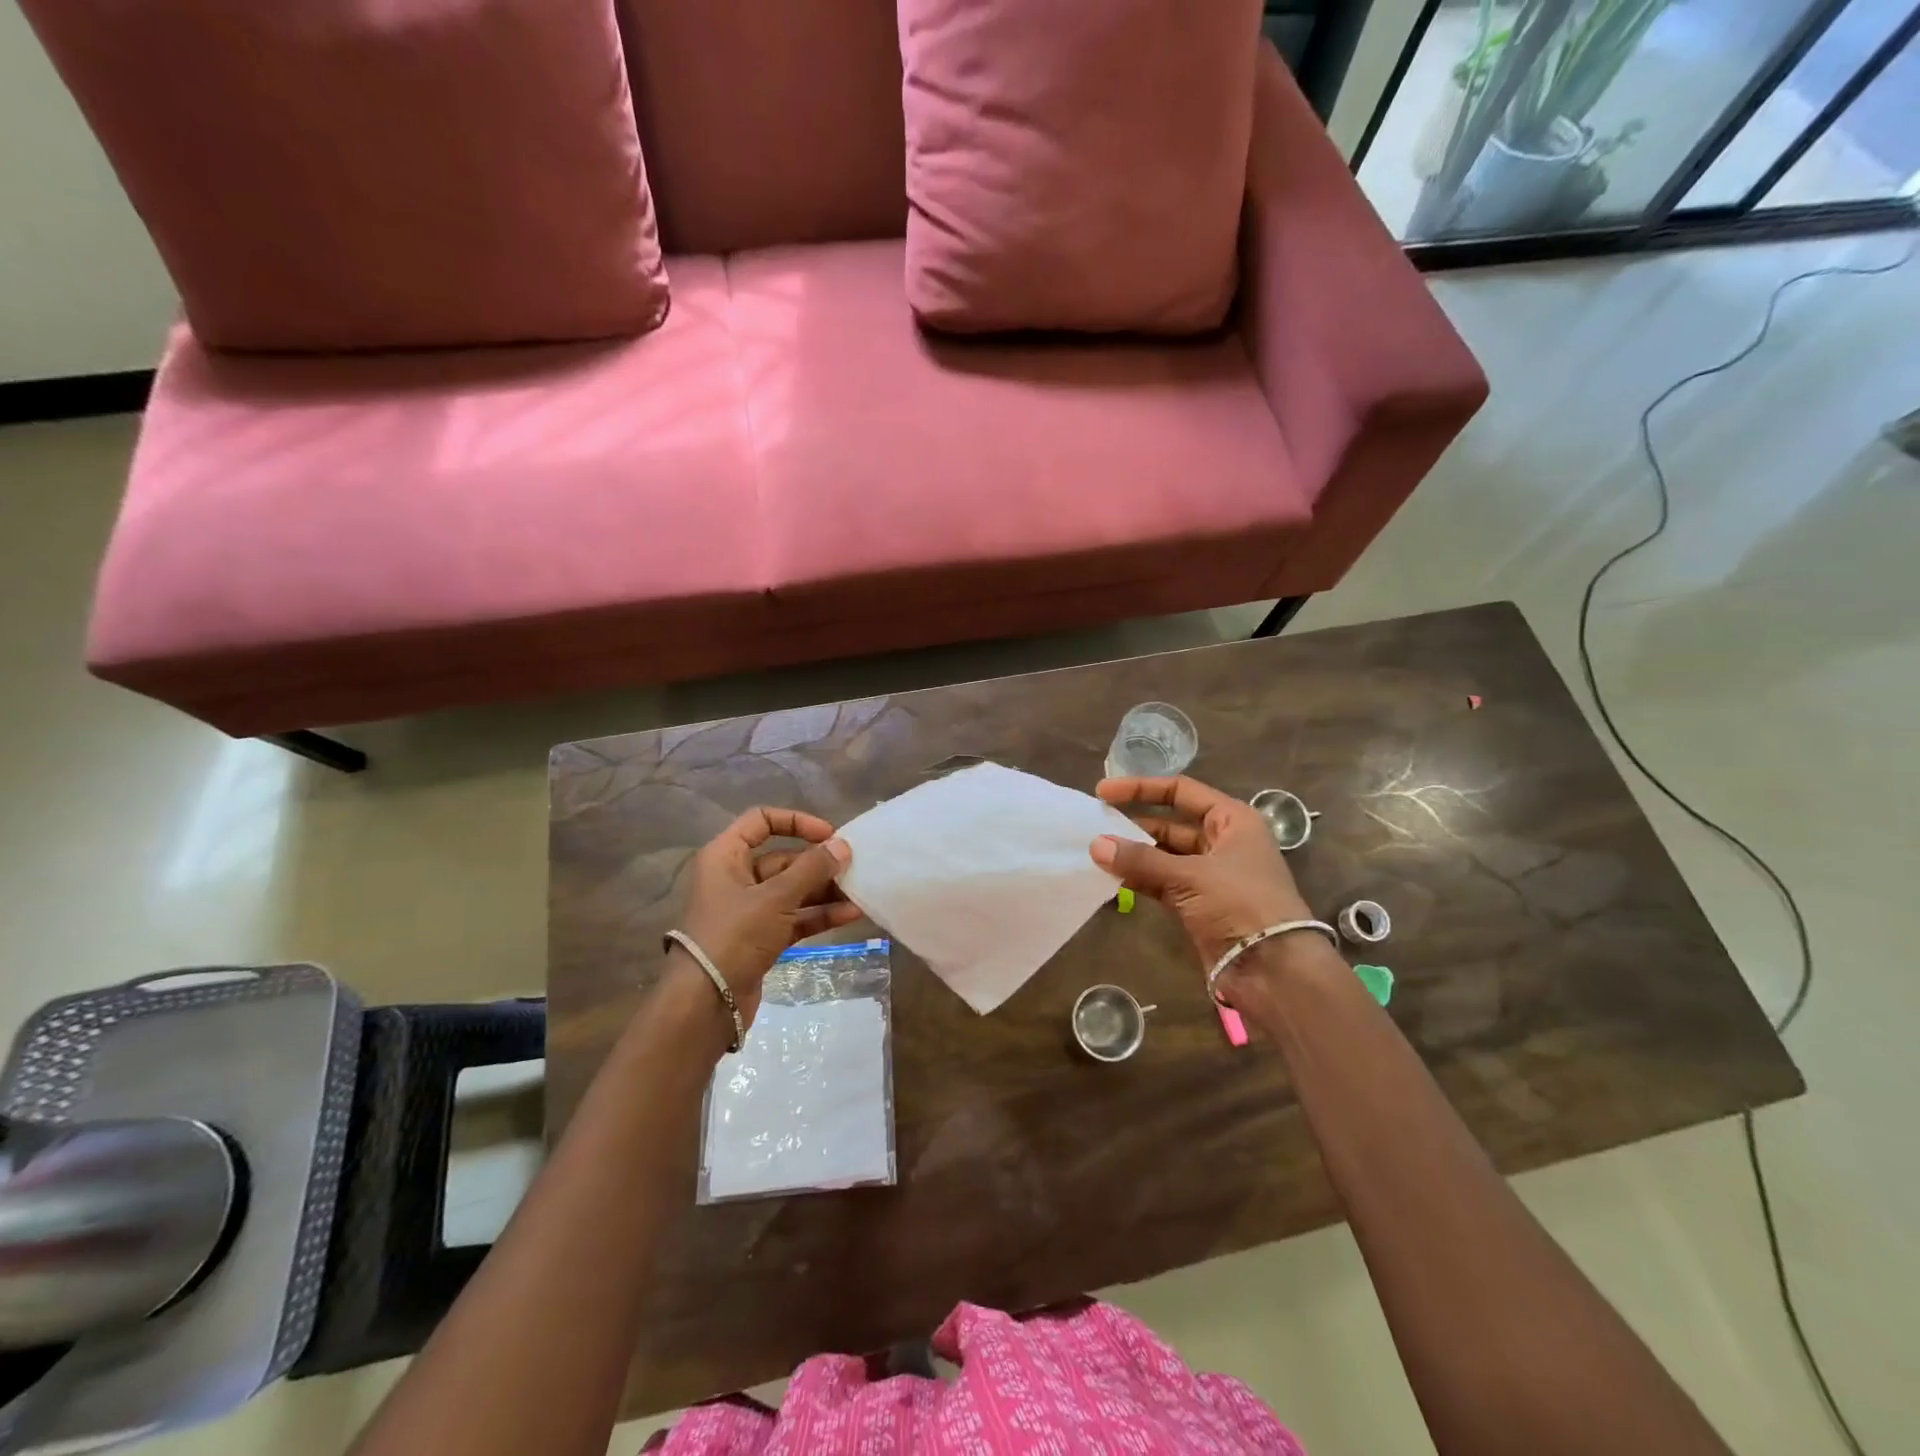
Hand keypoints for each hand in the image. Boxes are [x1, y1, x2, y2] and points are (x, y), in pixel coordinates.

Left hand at [677, 808, 858, 1027]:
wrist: (706, 1002)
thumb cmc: (735, 935)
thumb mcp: (776, 897)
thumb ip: (812, 868)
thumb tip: (842, 845)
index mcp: (726, 856)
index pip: (761, 821)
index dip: (796, 822)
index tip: (828, 834)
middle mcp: (735, 877)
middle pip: (783, 858)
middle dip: (818, 863)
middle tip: (853, 867)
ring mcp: (748, 909)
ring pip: (792, 890)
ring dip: (824, 891)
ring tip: (858, 892)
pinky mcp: (760, 937)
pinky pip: (794, 917)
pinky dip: (818, 915)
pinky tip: (850, 915)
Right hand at [1090, 776, 1312, 978]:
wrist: (1274, 970)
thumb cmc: (1241, 905)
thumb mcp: (1191, 876)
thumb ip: (1141, 859)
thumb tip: (1095, 844)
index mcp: (1232, 820)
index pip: (1181, 791)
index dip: (1142, 789)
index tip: (1103, 792)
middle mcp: (1222, 842)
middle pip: (1170, 824)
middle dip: (1133, 825)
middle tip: (1093, 825)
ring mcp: (1209, 876)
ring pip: (1163, 856)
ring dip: (1133, 855)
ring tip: (1095, 852)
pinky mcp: (1198, 905)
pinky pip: (1161, 883)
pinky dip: (1138, 879)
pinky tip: (1110, 877)